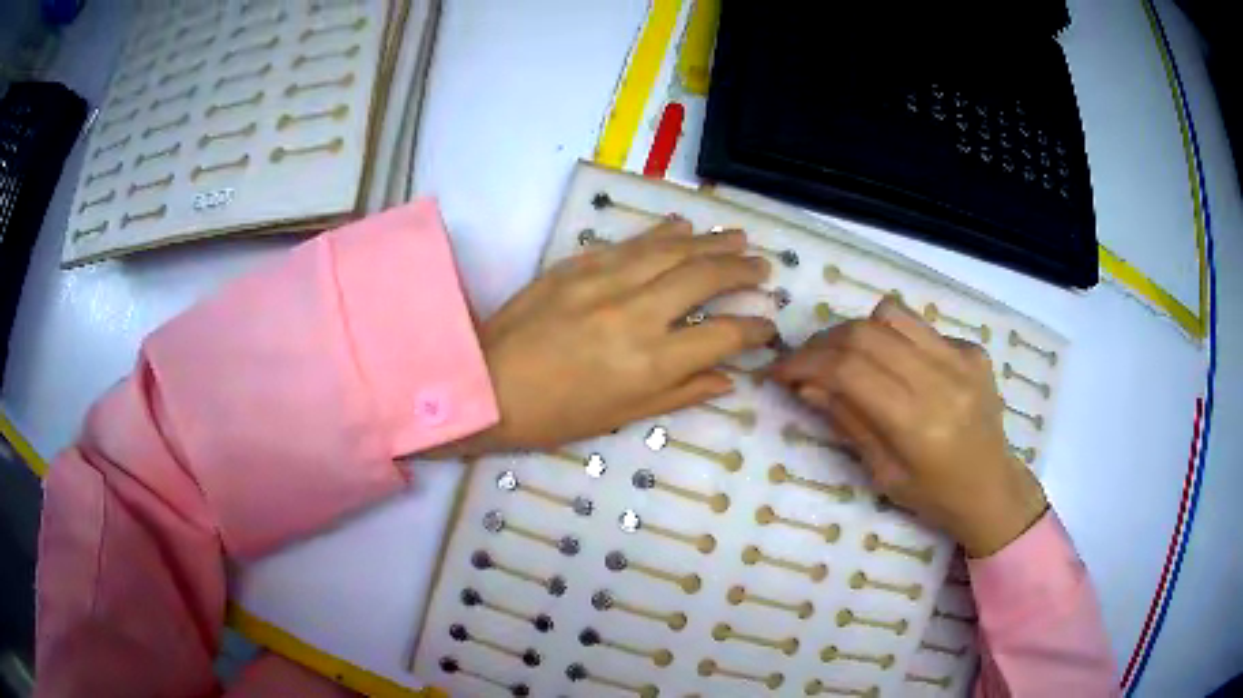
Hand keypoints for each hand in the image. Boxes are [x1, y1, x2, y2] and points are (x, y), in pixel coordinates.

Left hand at [454, 217, 775, 453]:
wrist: (485, 385)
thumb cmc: (554, 415)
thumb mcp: (622, 416)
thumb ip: (681, 393)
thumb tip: (728, 378)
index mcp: (650, 363)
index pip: (722, 336)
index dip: (754, 329)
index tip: (767, 325)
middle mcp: (636, 314)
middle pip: (705, 278)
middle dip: (742, 271)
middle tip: (763, 267)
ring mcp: (605, 282)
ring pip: (672, 250)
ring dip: (711, 241)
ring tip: (739, 237)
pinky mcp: (578, 264)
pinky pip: (632, 242)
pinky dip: (663, 233)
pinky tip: (684, 227)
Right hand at [769, 297, 1046, 557]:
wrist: (993, 487)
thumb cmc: (935, 496)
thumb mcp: (883, 473)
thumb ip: (848, 420)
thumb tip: (806, 384)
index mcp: (918, 423)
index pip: (849, 370)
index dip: (805, 363)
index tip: (778, 370)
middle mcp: (942, 379)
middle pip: (866, 333)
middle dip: (823, 342)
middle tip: (803, 361)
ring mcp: (962, 358)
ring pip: (892, 315)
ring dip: (856, 331)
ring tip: (844, 356)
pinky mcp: (973, 349)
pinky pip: (921, 327)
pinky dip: (894, 339)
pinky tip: (895, 366)